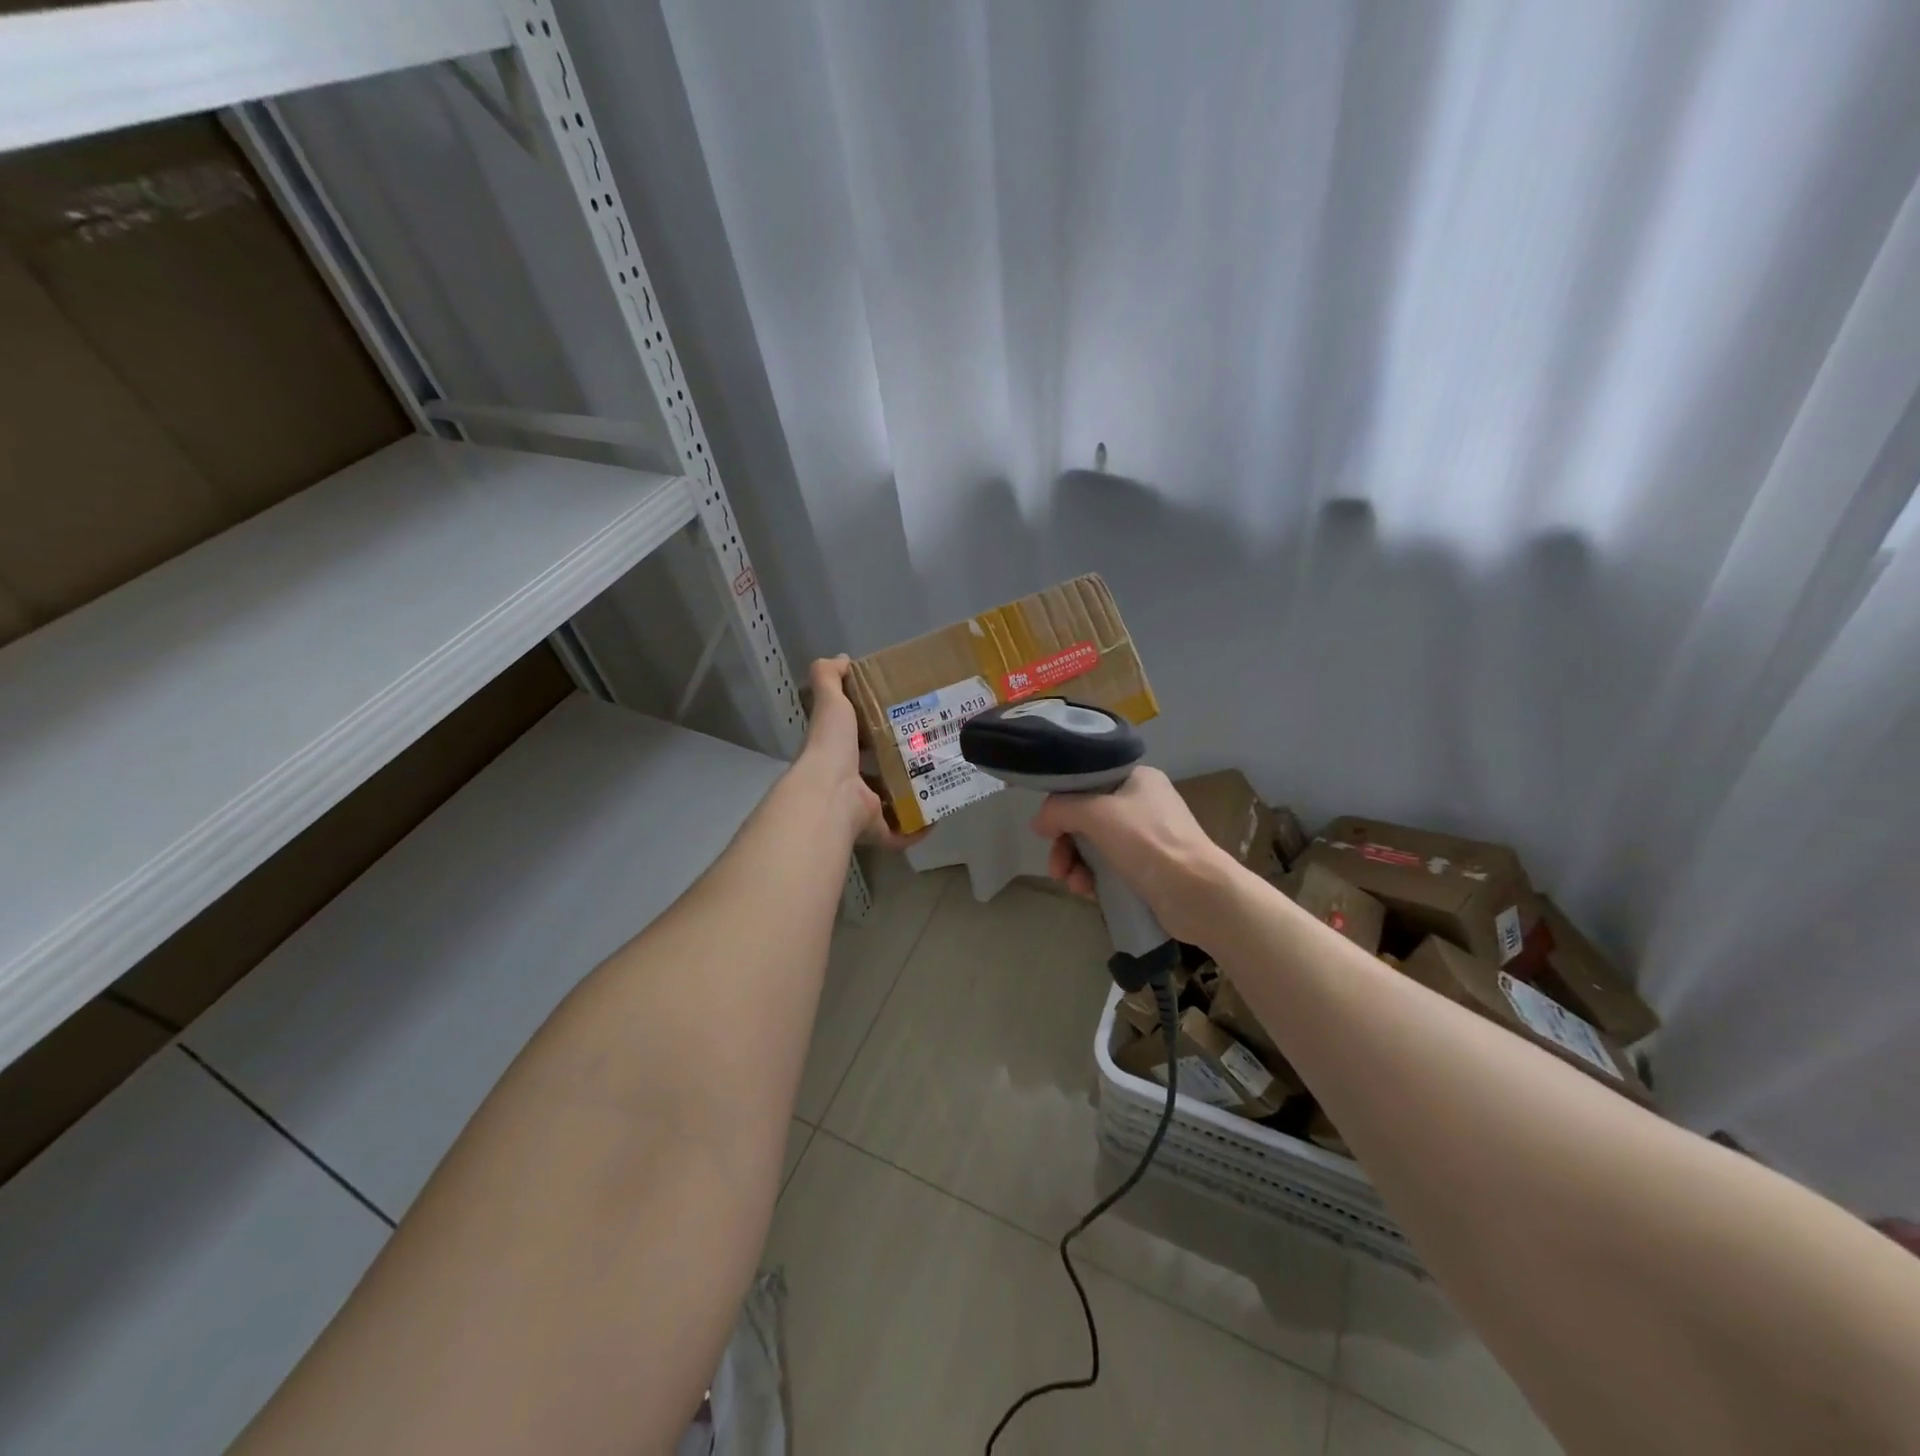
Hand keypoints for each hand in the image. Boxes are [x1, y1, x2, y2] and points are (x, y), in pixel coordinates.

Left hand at [798, 656, 925, 851]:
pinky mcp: (876, 830)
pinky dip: (919, 828)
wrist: (829, 795)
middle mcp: (847, 781)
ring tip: (941, 778)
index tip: (903, 718)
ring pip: (890, 802)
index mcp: (837, 751)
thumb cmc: (831, 746)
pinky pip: (901, 832)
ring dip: (912, 794)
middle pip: (877, 771)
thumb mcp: (831, 702)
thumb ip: (830, 678)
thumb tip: (841, 659)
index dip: (874, 728)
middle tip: (932, 748)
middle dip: (901, 763)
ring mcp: (861, 809)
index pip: (856, 738)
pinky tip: (938, 815)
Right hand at [1031, 767, 1234, 944]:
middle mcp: (1141, 803)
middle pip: (1086, 817)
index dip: (1061, 805)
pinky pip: (1108, 866)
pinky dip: (1093, 877)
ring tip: (1074, 885)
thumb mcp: (1096, 814)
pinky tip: (1088, 892)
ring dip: (1076, 864)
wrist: (1198, 893)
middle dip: (1065, 844)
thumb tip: (1038, 822)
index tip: (1046, 830)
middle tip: (1056, 868)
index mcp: (1136, 778)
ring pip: (1094, 844)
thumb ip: (1060, 809)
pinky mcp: (1148, 867)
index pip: (1086, 782)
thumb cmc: (1148, 842)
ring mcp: (1146, 837)